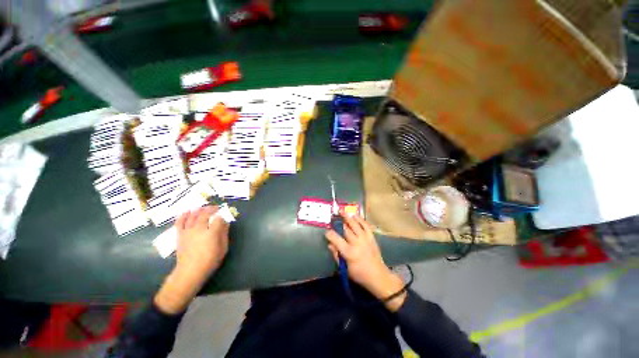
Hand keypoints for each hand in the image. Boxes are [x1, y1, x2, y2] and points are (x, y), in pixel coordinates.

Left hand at [175, 206, 229, 276]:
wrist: (189, 271)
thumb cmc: (210, 261)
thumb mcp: (223, 248)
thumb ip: (224, 234)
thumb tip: (226, 223)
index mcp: (212, 233)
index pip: (218, 219)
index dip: (221, 215)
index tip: (224, 215)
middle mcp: (199, 229)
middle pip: (205, 214)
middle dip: (211, 209)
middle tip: (216, 207)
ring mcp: (188, 231)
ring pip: (193, 216)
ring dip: (199, 210)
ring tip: (203, 207)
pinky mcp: (180, 235)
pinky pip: (180, 222)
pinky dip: (183, 215)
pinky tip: (187, 211)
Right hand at [325, 213, 406, 311]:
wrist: (378, 276)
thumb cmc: (359, 274)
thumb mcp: (345, 269)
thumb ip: (336, 255)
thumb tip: (330, 245)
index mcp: (349, 252)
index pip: (337, 240)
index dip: (330, 234)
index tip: (327, 231)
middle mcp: (357, 243)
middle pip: (346, 230)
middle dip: (339, 222)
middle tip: (333, 216)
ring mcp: (365, 239)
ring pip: (355, 225)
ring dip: (348, 217)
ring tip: (342, 211)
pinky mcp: (371, 238)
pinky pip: (366, 226)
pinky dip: (360, 219)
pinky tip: (355, 215)